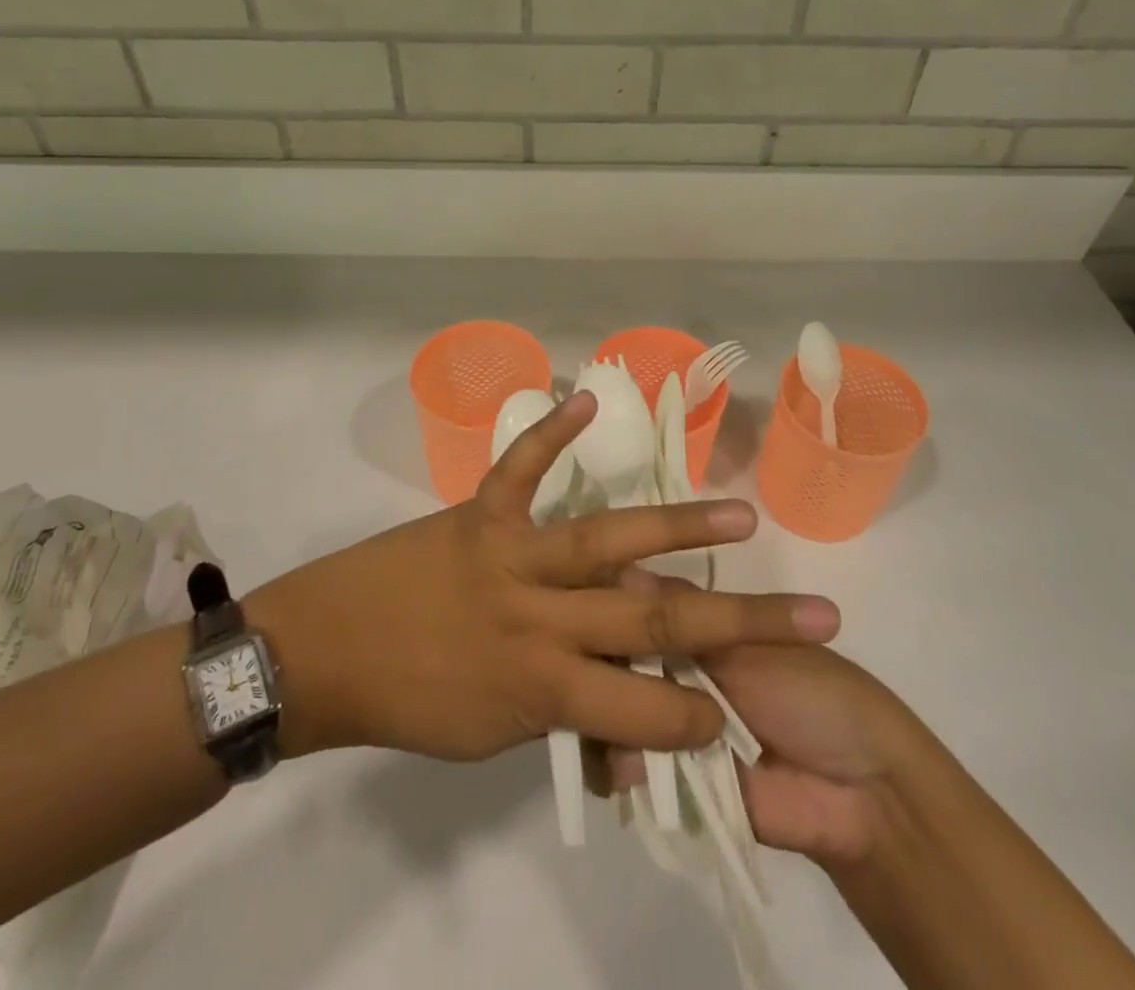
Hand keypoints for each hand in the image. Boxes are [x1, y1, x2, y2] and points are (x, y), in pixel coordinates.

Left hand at [244, 392, 840, 762]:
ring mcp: (511, 555)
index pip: (647, 709)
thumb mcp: (494, 738)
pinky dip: (550, 431)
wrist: (322, 651)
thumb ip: (567, 718)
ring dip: (676, 526)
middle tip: (812, 612)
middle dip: (739, 622)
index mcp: (544, 686)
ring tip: (739, 518)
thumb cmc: (411, 703)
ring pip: (606, 539)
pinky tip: (586, 397)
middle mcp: (540, 617)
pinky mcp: (478, 512)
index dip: (702, 716)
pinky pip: (520, 467)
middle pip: (654, 621)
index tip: (746, 709)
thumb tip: (633, 719)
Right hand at [607, 578, 905, 867]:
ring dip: (607, 717)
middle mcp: (676, 670)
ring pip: (616, 710)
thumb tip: (620, 575)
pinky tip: (622, 765)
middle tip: (588, 670)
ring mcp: (672, 723)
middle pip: (618, 661)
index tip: (581, 608)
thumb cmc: (813, 694)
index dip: (610, 607)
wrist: (861, 793)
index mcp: (697, 630)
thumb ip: (682, 621)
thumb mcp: (749, 644)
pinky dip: (621, 763)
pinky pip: (631, 763)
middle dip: (600, 665)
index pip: (638, 609)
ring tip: (606, 724)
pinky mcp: (675, 777)